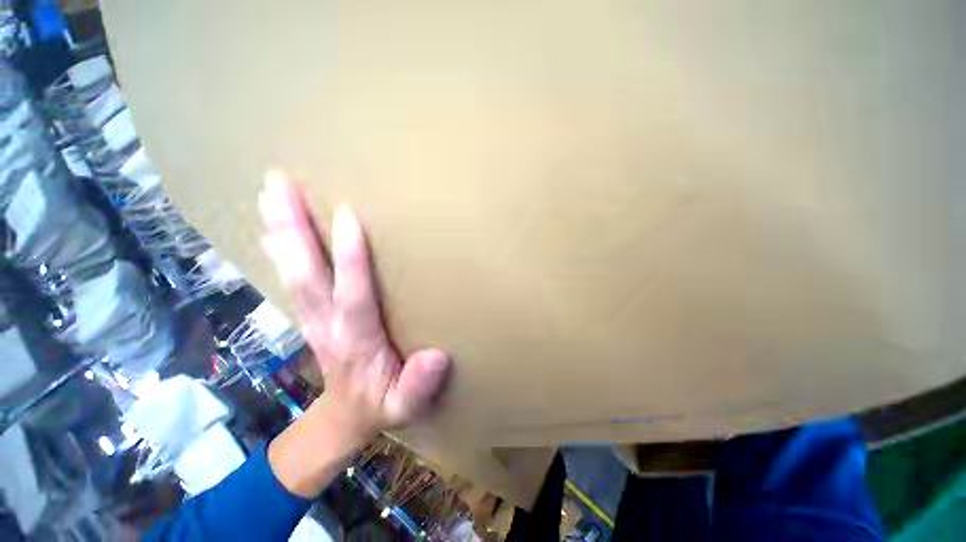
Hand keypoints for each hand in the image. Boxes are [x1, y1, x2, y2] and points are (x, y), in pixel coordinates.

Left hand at [259, 171, 449, 496]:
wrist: (342, 420)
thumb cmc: (379, 406)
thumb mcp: (404, 408)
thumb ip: (417, 387)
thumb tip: (434, 357)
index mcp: (355, 342)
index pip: (352, 296)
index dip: (350, 260)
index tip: (349, 218)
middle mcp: (327, 324)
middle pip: (305, 274)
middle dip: (292, 230)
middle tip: (280, 185)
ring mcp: (313, 318)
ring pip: (293, 271)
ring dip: (280, 232)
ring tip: (271, 192)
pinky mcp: (311, 315)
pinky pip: (293, 278)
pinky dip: (282, 250)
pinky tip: (275, 228)